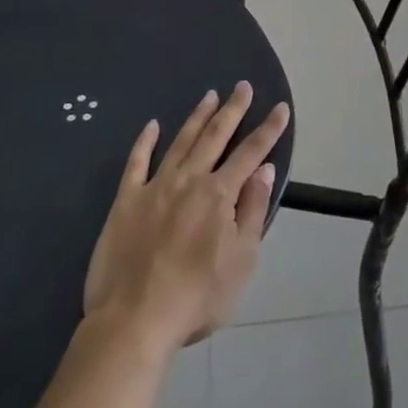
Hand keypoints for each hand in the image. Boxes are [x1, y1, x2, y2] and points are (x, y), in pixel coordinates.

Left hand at [83, 83, 289, 350]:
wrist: (133, 321)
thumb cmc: (196, 297)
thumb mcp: (241, 261)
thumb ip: (252, 211)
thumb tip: (264, 170)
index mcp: (220, 194)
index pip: (251, 153)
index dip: (269, 129)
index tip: (281, 107)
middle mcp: (190, 180)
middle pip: (216, 136)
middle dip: (233, 110)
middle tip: (243, 86)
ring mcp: (155, 188)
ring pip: (181, 142)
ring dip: (198, 117)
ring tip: (210, 95)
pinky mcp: (126, 202)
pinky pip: (136, 163)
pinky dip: (145, 142)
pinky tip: (152, 125)